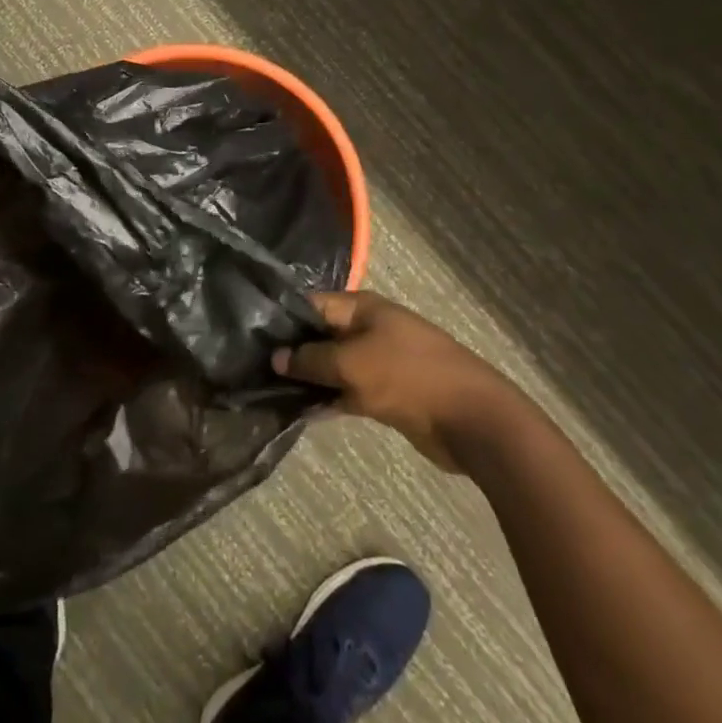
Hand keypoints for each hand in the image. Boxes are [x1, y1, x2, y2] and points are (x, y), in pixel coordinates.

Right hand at [275, 291, 506, 470]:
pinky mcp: (385, 392)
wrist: (470, 418)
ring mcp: (378, 360)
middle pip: (322, 335)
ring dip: (308, 379)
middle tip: (253, 367)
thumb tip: (277, 357)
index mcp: (362, 308)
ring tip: (267, 391)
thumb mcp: (351, 364)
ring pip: (333, 366)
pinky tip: (300, 412)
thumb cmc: (407, 376)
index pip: (312, 304)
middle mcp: (368, 328)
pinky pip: (348, 390)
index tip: (251, 336)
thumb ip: (311, 360)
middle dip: (293, 351)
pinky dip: (328, 399)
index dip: (283, 318)